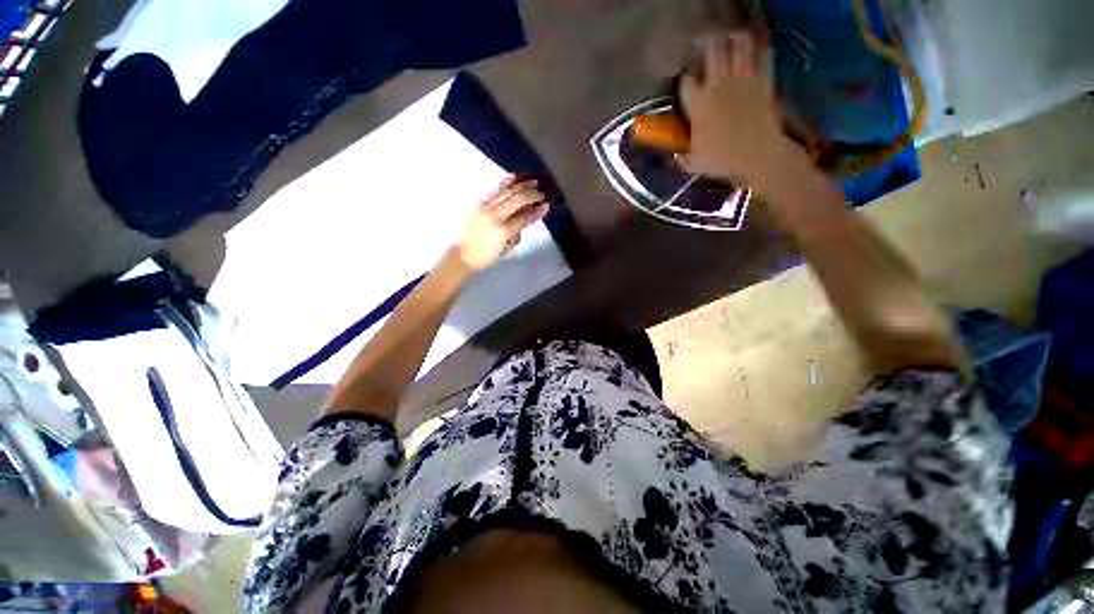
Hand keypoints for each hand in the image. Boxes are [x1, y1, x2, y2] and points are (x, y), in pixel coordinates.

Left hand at [456, 176, 549, 270]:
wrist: (463, 253)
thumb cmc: (487, 255)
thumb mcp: (506, 247)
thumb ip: (518, 231)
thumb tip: (529, 216)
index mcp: (503, 230)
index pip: (524, 217)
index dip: (537, 210)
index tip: (546, 205)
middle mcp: (495, 215)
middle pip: (517, 199)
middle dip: (532, 194)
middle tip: (542, 193)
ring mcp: (486, 207)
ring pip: (507, 191)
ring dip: (522, 185)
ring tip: (533, 181)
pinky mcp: (479, 203)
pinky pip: (495, 189)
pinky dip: (506, 182)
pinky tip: (515, 176)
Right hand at [681, 31, 794, 188]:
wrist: (758, 155)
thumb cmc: (722, 160)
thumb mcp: (695, 163)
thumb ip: (682, 157)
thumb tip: (674, 157)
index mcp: (698, 104)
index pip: (686, 80)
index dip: (686, 75)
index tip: (687, 77)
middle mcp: (717, 84)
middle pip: (712, 47)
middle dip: (708, 40)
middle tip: (706, 39)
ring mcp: (742, 78)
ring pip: (738, 42)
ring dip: (733, 36)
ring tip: (730, 37)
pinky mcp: (763, 78)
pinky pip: (762, 53)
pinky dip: (759, 45)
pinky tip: (756, 45)